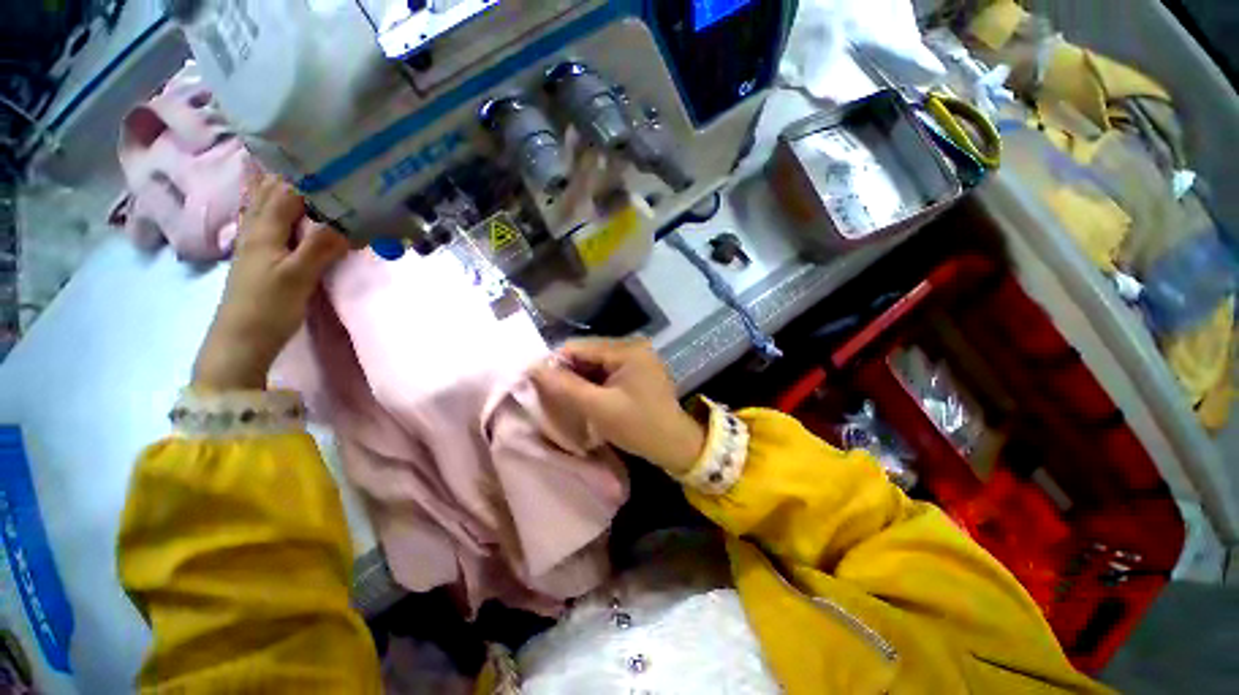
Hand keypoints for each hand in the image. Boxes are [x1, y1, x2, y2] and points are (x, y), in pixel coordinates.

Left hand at [192, 174, 349, 390]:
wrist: (241, 339)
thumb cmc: (268, 307)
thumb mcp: (297, 277)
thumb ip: (320, 246)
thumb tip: (349, 221)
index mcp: (265, 229)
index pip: (287, 189)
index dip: (308, 173)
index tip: (332, 156)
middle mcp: (256, 228)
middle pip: (270, 190)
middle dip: (288, 169)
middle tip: (311, 151)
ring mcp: (255, 242)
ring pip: (263, 202)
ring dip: (275, 181)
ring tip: (286, 160)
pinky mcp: (259, 256)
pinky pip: (265, 219)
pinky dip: (270, 203)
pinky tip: (272, 200)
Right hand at [530, 338, 705, 475]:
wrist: (675, 445)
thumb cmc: (638, 426)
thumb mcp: (598, 407)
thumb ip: (565, 386)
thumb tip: (534, 367)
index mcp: (627, 349)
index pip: (580, 346)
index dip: (556, 362)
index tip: (538, 382)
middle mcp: (633, 346)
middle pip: (588, 353)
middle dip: (569, 371)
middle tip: (552, 394)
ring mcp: (637, 358)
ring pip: (596, 363)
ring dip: (581, 378)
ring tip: (567, 397)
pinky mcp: (638, 370)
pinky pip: (608, 370)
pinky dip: (594, 382)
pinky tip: (586, 396)